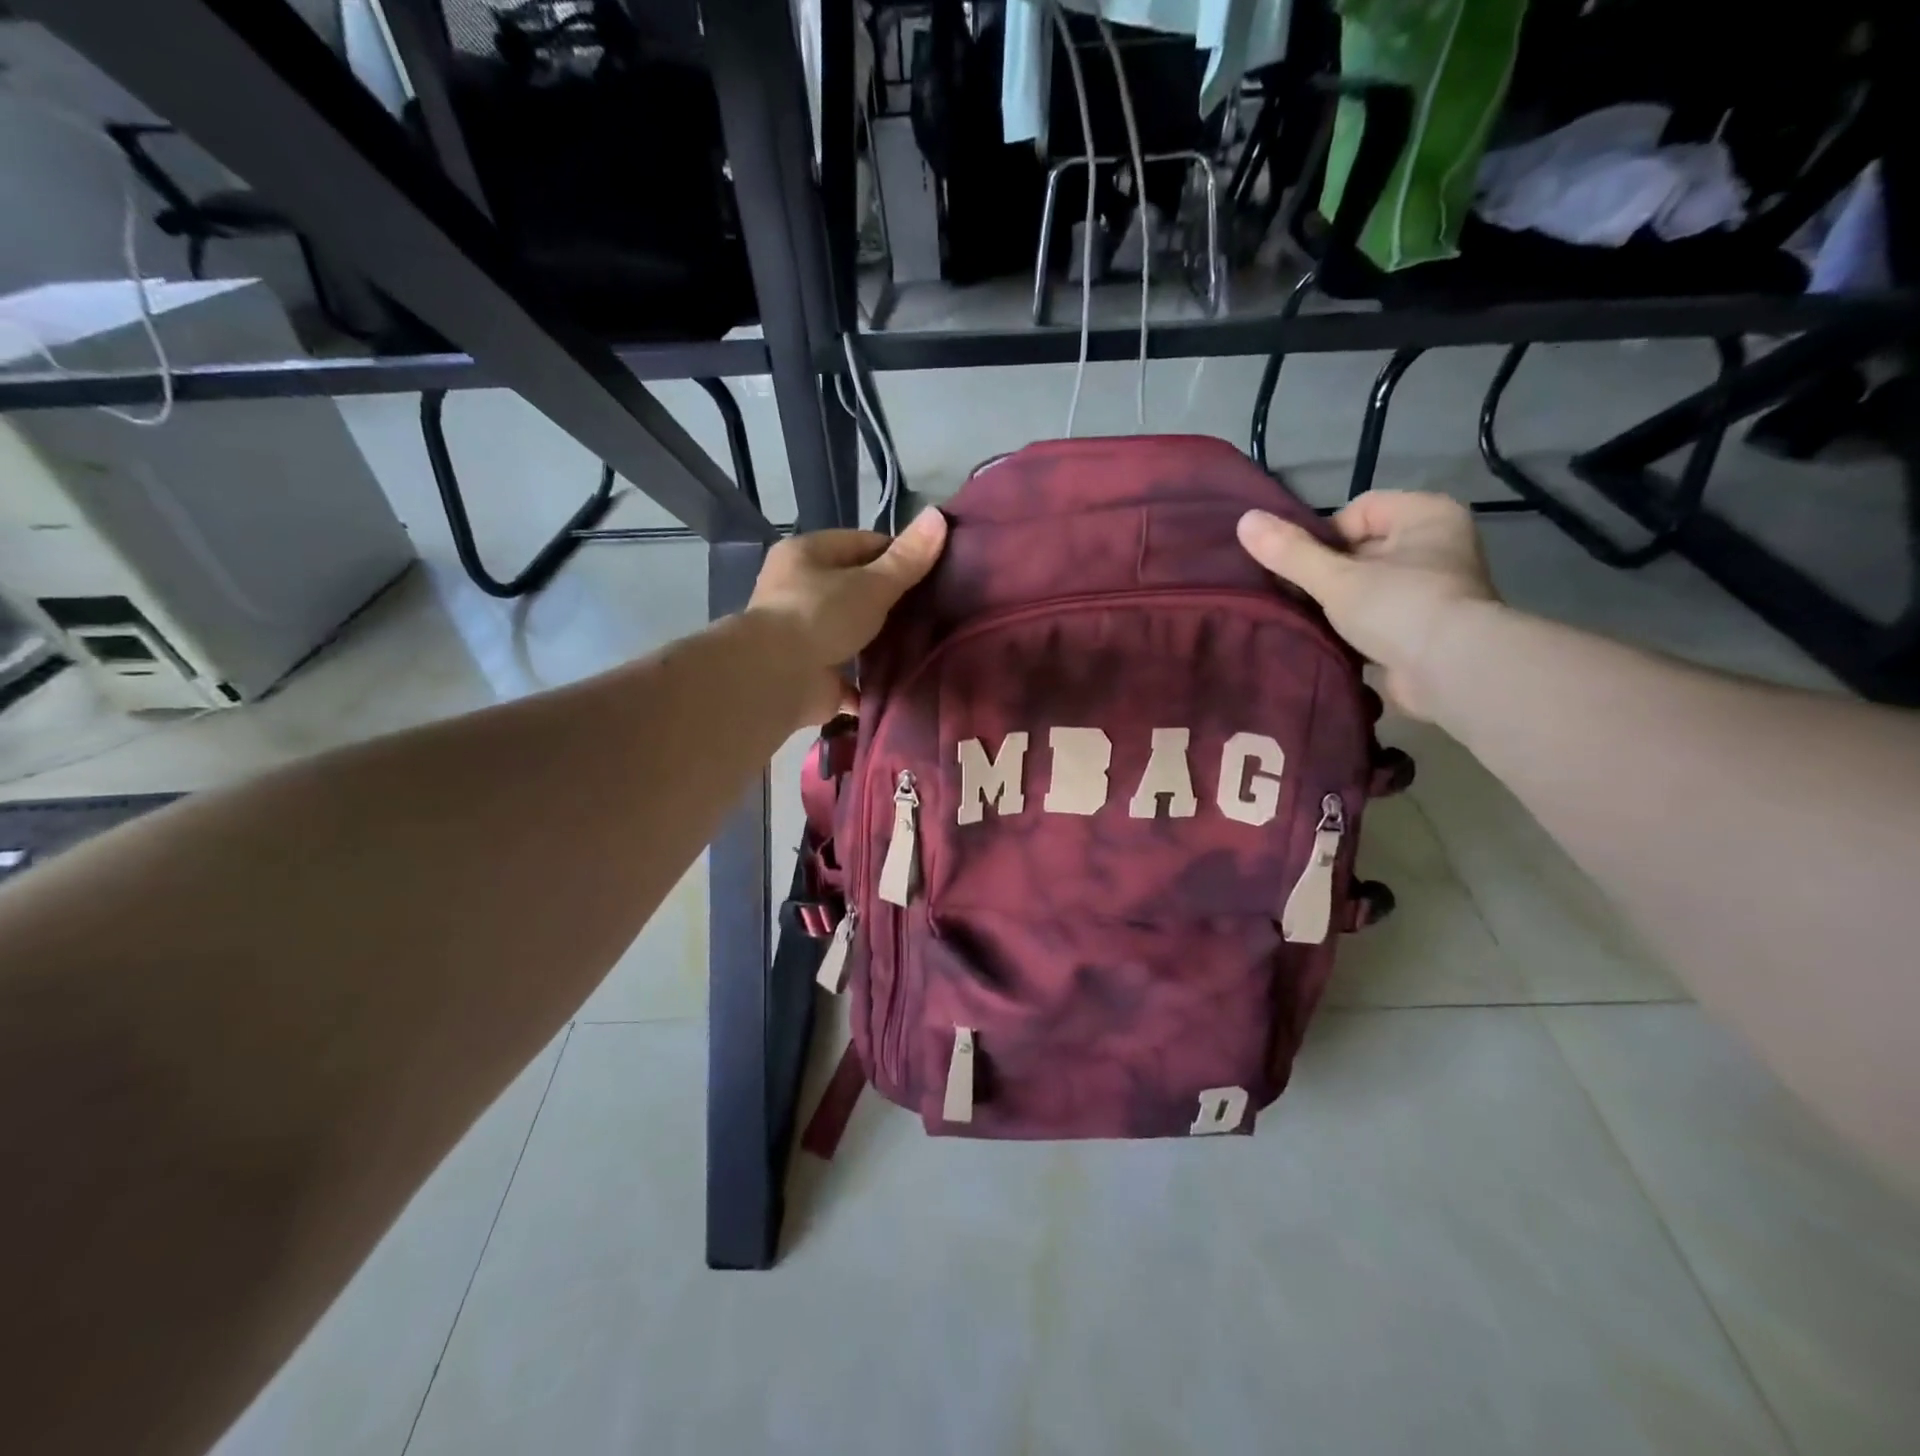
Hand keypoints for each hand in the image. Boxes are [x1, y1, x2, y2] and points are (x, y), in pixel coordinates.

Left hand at [745, 509, 947, 725]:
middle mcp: (798, 590)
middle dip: (891, 601)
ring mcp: (803, 634)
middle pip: (855, 588)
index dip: (898, 555)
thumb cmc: (821, 616)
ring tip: (923, 644)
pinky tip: (900, 680)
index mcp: (806, 554)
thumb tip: (939, 516)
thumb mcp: (872, 583)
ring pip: (852, 631)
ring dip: (880, 641)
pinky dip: (869, 679)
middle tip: (933, 610)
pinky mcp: (811, 674)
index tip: (933, 573)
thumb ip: (907, 558)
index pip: (861, 544)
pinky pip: (848, 673)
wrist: (778, 679)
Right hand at [1238, 492, 1497, 719]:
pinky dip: (1356, 627)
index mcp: (1426, 515)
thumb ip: (1289, 552)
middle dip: (1328, 573)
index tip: (1307, 569)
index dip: (1324, 537)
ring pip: (1367, 584)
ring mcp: (1436, 587)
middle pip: (1360, 548)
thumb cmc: (1398, 608)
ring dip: (1338, 603)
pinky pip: (1378, 615)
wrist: (1452, 673)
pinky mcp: (1427, 626)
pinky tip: (1335, 642)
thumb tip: (1244, 521)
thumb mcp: (1335, 578)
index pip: (1358, 510)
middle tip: (1302, 598)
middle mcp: (1437, 543)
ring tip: (1315, 622)